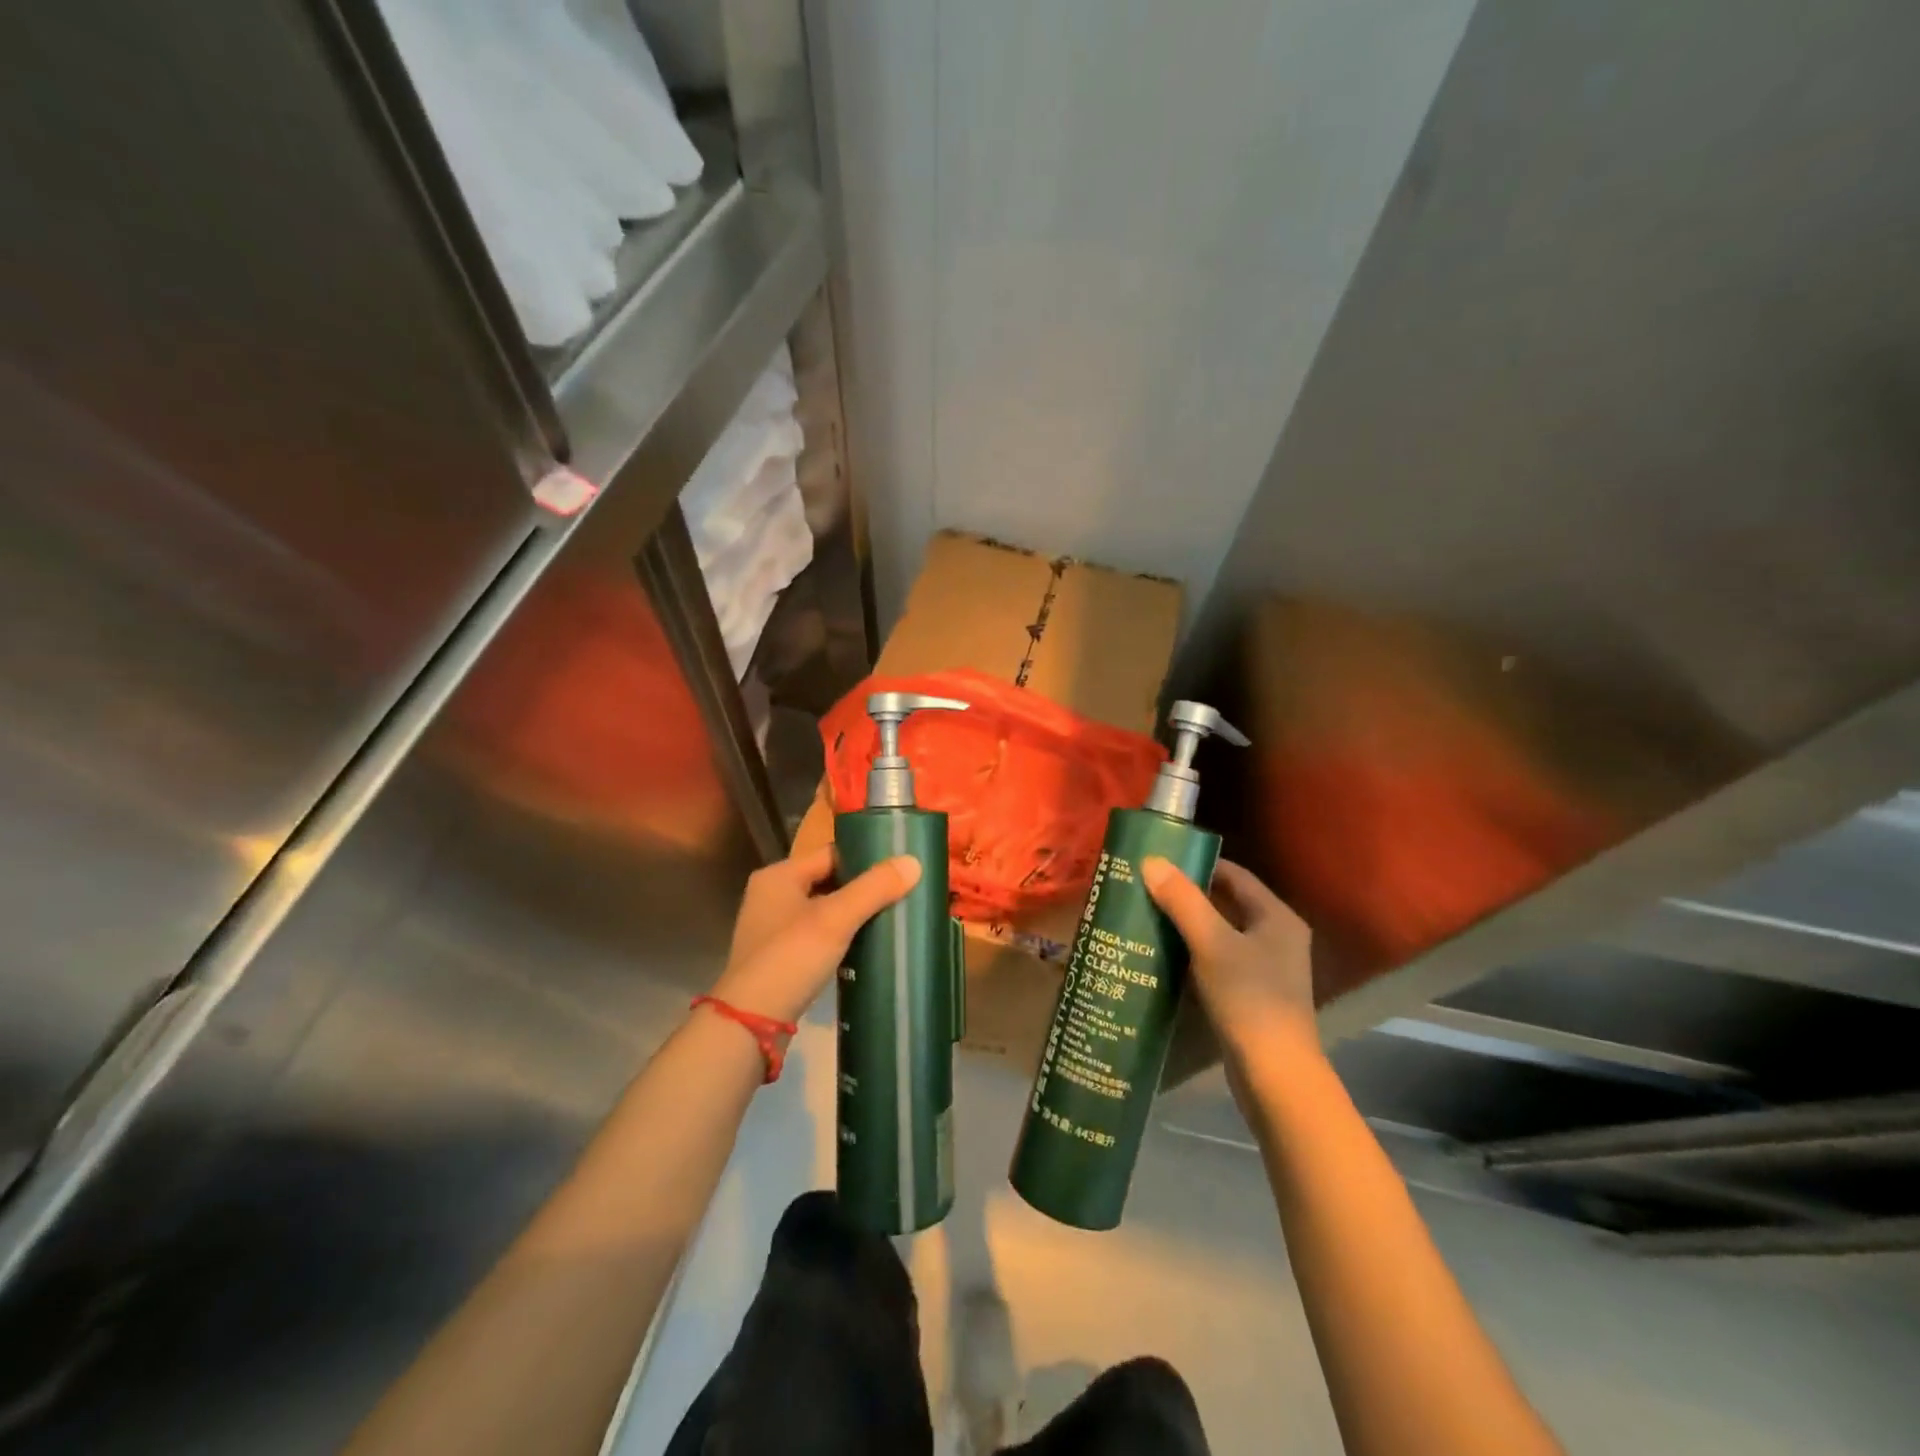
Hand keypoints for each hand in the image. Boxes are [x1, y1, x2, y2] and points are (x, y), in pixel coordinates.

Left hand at [708, 844, 921, 1024]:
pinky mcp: (778, 957)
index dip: (864, 859)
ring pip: (823, 909)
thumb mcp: (836, 919)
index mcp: (779, 876)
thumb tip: (914, 862)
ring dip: (851, 914)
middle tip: (900, 894)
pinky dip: (838, 937)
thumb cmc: (791, 958)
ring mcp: (772, 928)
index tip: (898, 870)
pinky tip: (862, 947)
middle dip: (861, 888)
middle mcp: (771, 895)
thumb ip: (874, 888)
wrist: (750, 1024)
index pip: (831, 853)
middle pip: (827, 880)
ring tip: (888, 919)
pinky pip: (816, 935)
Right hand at [1141, 857, 1317, 1072]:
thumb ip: (1183, 901)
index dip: (1197, 865)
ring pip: (1219, 934)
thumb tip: (1151, 861)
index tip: (1157, 862)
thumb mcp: (1212, 944)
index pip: (1233, 875)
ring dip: (1185, 926)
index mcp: (1276, 917)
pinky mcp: (1251, 995)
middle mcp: (1276, 937)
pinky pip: (1216, 961)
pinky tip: (1161, 956)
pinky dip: (1191, 954)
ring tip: (1144, 917)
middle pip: (1225, 903)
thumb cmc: (1249, 999)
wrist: (1275, 1075)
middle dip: (1185, 896)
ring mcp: (1265, 968)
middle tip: (1143, 888)